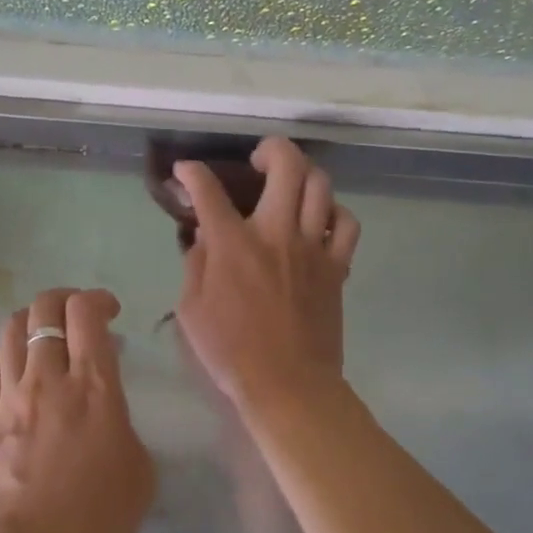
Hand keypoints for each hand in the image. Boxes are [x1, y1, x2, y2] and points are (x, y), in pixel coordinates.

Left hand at [0, 287, 155, 532]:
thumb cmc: (100, 520)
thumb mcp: (140, 466)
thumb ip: (123, 422)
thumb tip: (105, 407)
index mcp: (94, 387)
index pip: (86, 313)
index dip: (98, 300)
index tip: (110, 314)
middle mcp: (48, 380)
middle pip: (44, 309)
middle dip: (64, 299)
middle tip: (80, 317)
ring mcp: (11, 399)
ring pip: (10, 330)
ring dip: (32, 323)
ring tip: (47, 339)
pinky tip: (10, 373)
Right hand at [173, 137, 361, 408]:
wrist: (288, 384)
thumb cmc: (231, 351)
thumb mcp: (192, 309)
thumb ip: (196, 264)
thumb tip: (205, 236)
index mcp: (233, 244)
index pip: (208, 190)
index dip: (192, 173)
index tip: (185, 172)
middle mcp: (276, 233)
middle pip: (286, 165)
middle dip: (270, 149)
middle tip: (258, 161)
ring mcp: (312, 247)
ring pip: (320, 185)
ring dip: (303, 174)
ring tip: (290, 184)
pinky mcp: (336, 266)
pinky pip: (346, 223)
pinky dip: (334, 212)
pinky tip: (320, 219)